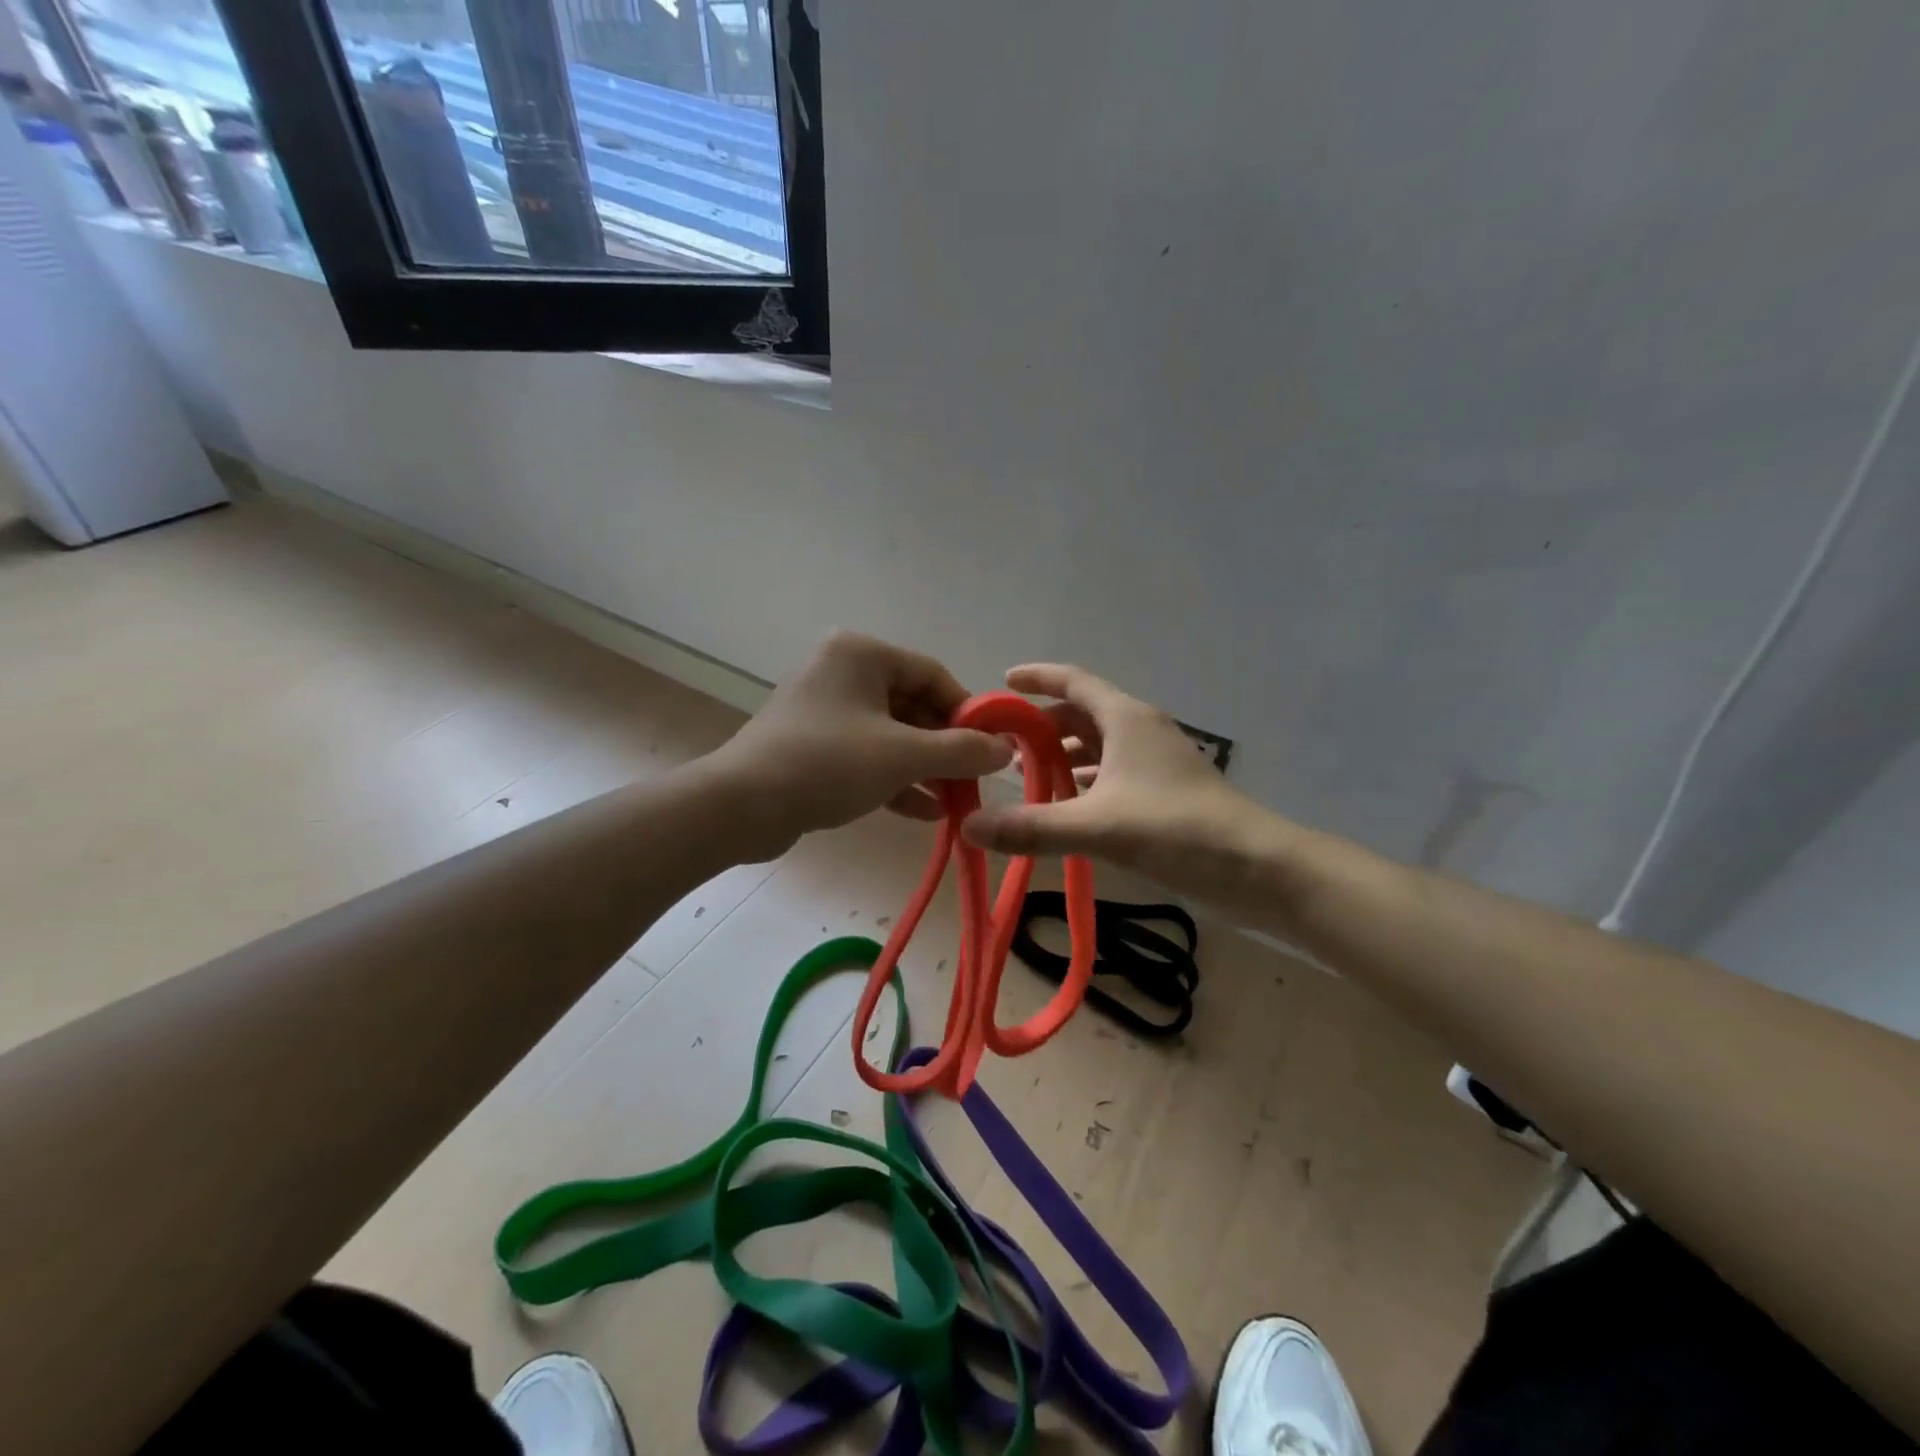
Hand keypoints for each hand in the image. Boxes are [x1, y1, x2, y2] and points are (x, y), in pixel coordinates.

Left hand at [710, 632, 1011, 858]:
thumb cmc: (828, 763)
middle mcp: (841, 671)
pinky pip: (865, 754)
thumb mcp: (903, 755)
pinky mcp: (812, 744)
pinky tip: (926, 812)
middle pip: (912, 705)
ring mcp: (824, 709)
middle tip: (974, 780)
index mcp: (861, 654)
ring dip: (924, 768)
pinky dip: (894, 778)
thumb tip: (1005, 750)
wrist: (742, 806)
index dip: (967, 713)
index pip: (933, 675)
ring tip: (956, 801)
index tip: (991, 748)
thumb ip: (961, 750)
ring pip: (890, 734)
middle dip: (945, 747)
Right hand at [960, 664, 1261, 890]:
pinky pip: (1114, 773)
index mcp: (1126, 719)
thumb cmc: (1177, 830)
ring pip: (1099, 746)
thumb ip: (1032, 827)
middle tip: (1003, 747)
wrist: (1257, 868)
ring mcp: (1156, 761)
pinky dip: (1086, 783)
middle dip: (1043, 726)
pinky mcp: (1166, 791)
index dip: (1038, 677)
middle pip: (1083, 714)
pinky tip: (1068, 807)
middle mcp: (1141, 730)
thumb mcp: (1098, 827)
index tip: (1003, 682)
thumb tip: (968, 826)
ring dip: (1064, 757)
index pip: (1074, 681)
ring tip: (1026, 778)